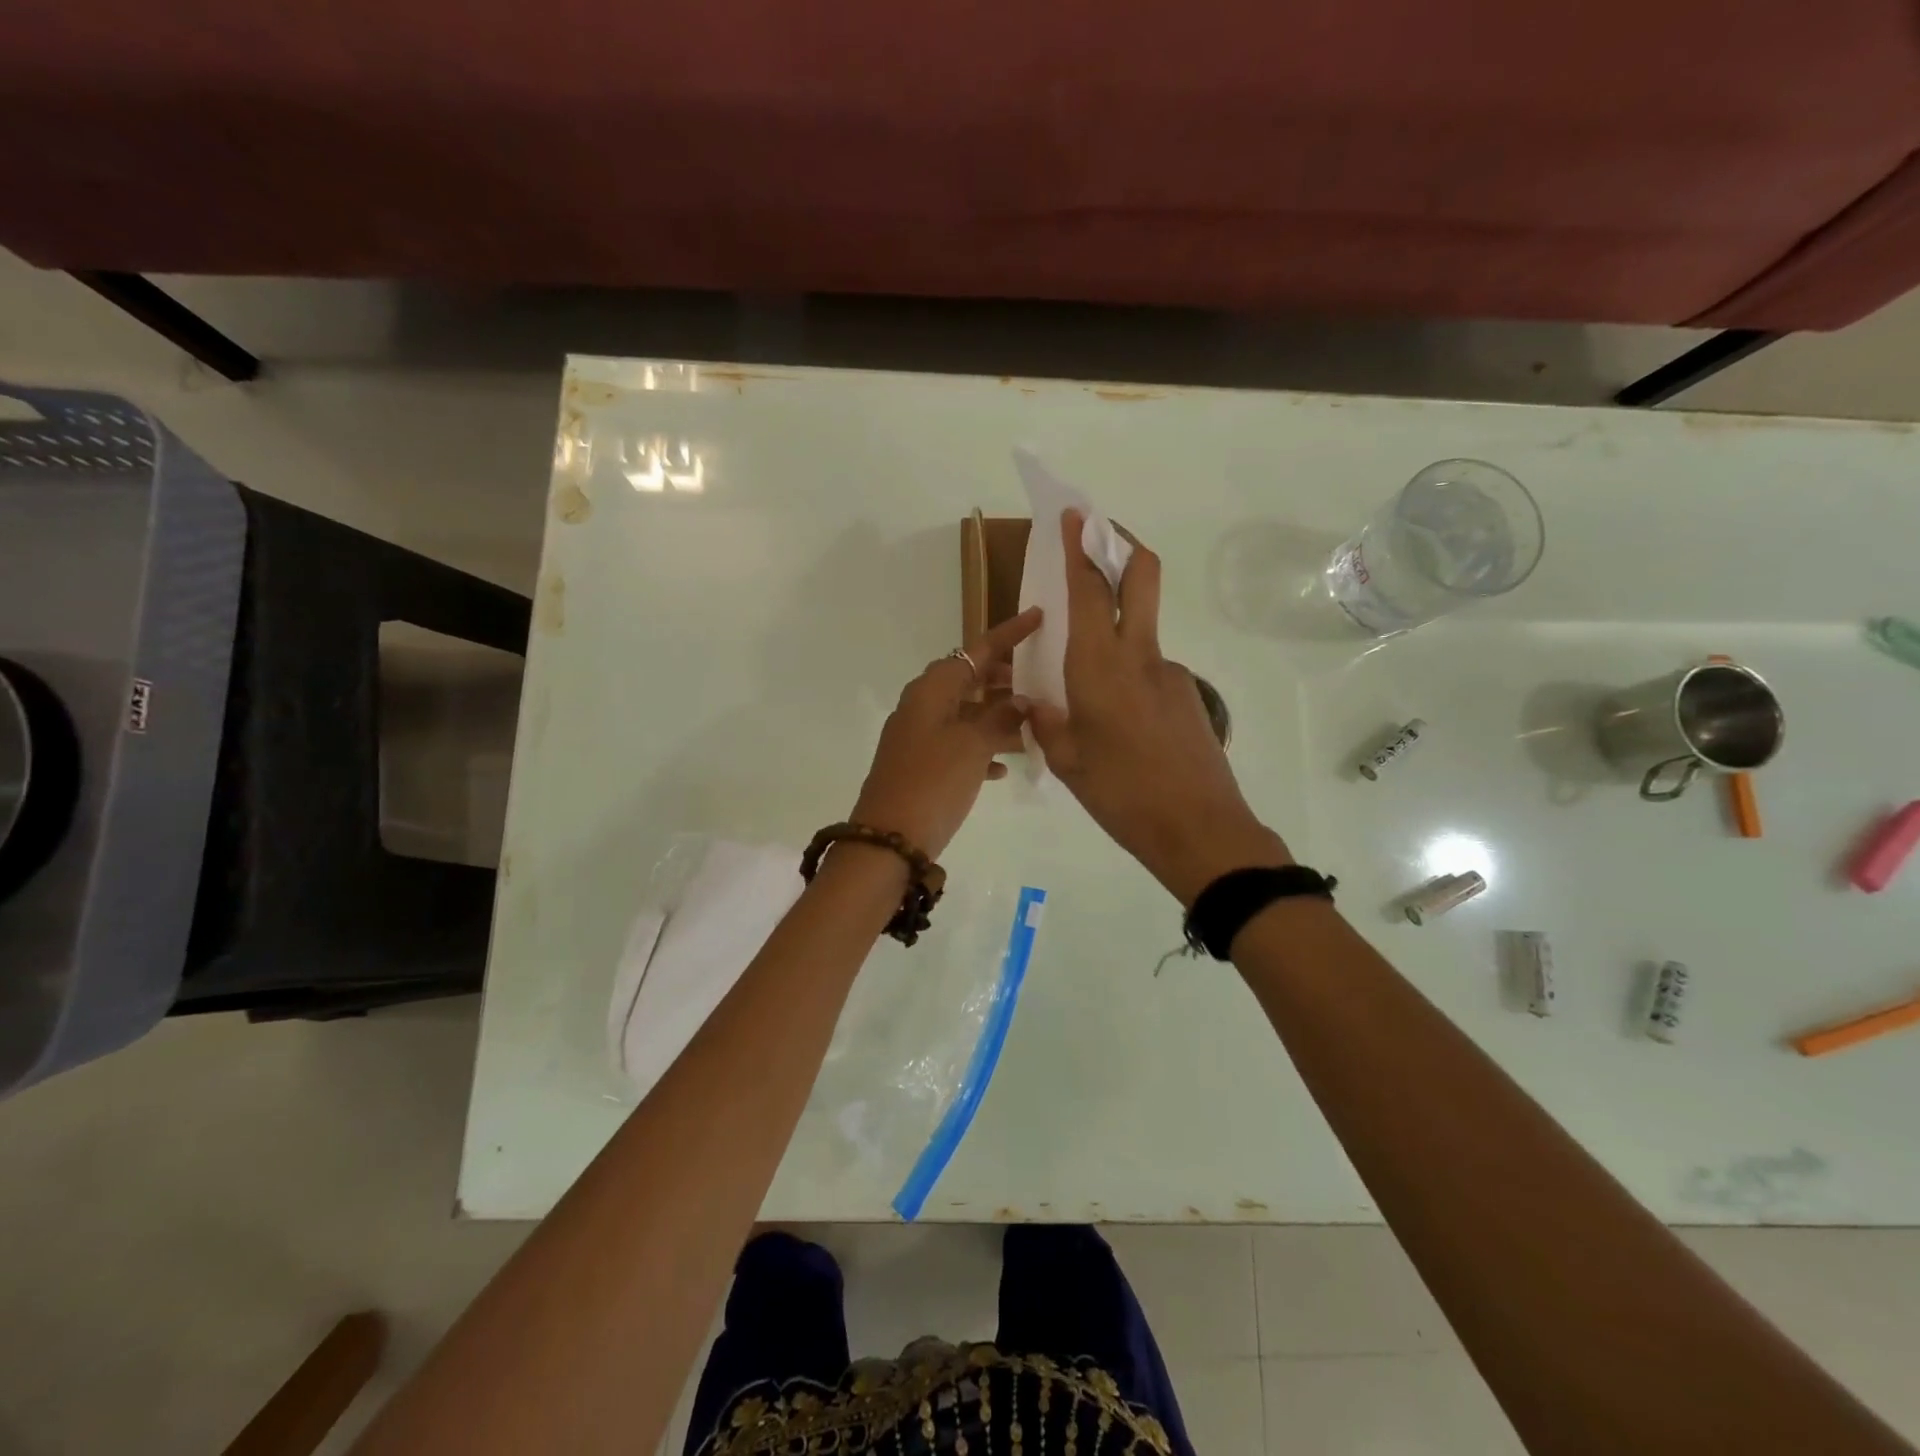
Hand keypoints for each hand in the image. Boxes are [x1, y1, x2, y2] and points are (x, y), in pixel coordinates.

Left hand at [850, 607, 1042, 858]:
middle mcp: (922, 706)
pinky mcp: (921, 765)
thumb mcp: (973, 745)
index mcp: (931, 690)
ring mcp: (918, 736)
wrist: (889, 839)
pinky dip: (981, 748)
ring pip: (966, 714)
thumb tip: (1021, 701)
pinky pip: (957, 745)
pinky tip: (1005, 767)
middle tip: (1038, 678)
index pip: (976, 650)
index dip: (1009, 634)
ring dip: (997, 717)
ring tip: (1033, 723)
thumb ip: (1000, 718)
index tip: (1038, 617)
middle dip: (1003, 678)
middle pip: (968, 679)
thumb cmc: (933, 781)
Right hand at [1026, 511, 1290, 902]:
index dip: (1080, 548)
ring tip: (1091, 688)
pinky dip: (1130, 674)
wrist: (1200, 829)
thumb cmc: (1123, 796)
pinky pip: (1151, 670)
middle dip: (1121, 543)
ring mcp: (1171, 673)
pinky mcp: (1189, 695)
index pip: (1089, 591)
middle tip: (1100, 534)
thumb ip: (1047, 724)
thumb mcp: (1068, 763)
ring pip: (1141, 630)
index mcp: (1099, 669)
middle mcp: (1139, 656)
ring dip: (1118, 625)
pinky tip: (1122, 724)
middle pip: (1141, 577)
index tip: (1073, 515)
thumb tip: (1035, 704)